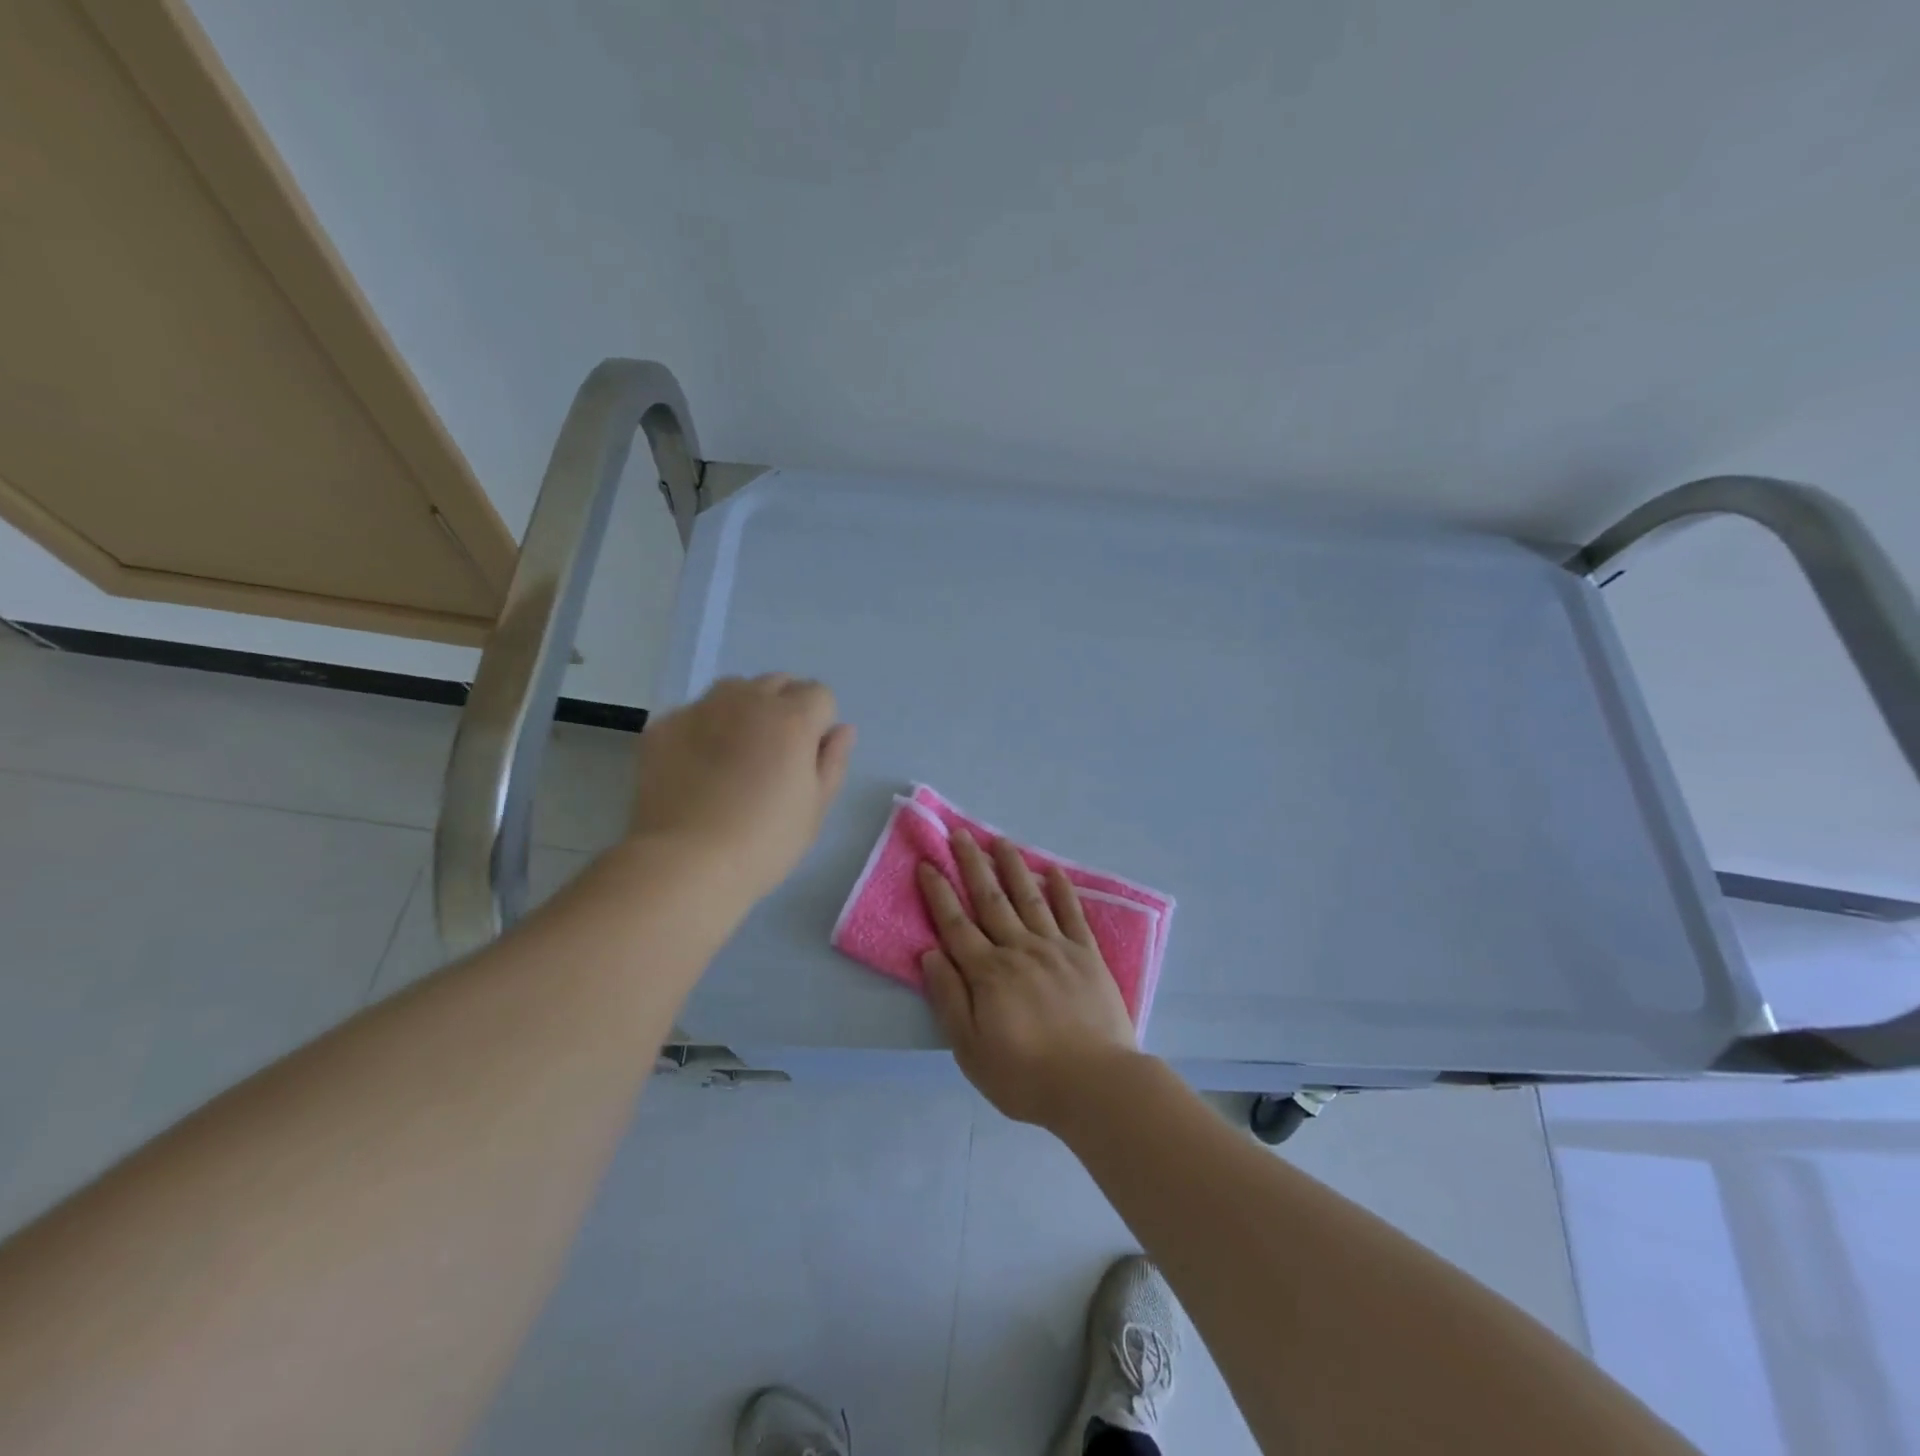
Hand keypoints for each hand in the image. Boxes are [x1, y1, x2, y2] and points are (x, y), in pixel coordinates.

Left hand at [629, 675, 854, 899]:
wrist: (684, 863)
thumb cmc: (764, 842)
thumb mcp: (816, 808)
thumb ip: (833, 761)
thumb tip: (842, 730)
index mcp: (792, 718)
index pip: (820, 694)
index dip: (819, 724)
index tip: (808, 758)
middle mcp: (747, 700)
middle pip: (777, 683)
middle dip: (784, 708)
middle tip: (775, 755)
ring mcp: (700, 709)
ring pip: (733, 690)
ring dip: (744, 709)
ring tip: (735, 753)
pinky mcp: (663, 726)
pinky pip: (694, 713)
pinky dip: (703, 729)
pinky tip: (697, 767)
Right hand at [917, 830, 1141, 1129]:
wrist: (1094, 1085)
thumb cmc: (1024, 1075)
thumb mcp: (970, 1049)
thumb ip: (950, 998)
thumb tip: (930, 953)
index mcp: (988, 972)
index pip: (955, 924)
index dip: (939, 892)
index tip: (928, 863)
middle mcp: (1019, 949)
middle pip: (990, 900)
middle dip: (972, 865)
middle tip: (960, 834)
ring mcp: (1056, 948)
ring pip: (1029, 898)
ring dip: (1013, 867)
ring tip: (1000, 841)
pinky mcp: (1087, 956)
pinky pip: (1072, 915)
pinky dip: (1062, 891)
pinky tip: (1053, 871)